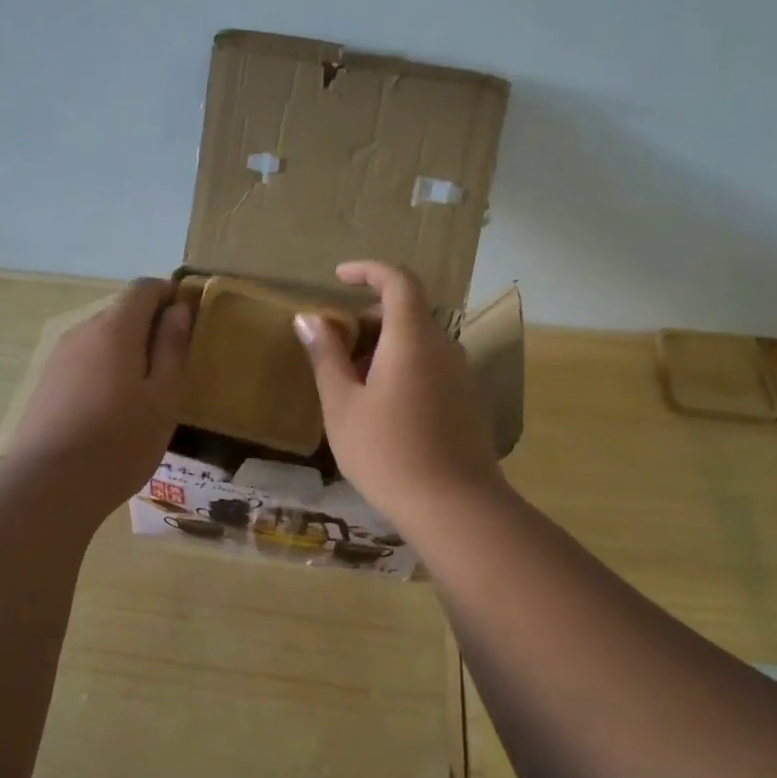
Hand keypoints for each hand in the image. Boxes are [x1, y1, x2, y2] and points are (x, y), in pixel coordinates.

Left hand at [3, 278, 189, 514]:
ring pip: (102, 339)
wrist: (49, 485)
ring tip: (143, 396)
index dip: (169, 296)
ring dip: (126, 353)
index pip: (144, 287)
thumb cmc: (120, 442)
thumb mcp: (163, 397)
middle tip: (172, 369)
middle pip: (121, 312)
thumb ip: (171, 348)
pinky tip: (112, 411)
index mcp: (114, 328)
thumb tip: (178, 309)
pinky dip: (104, 372)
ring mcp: (59, 357)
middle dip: (149, 328)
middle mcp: (82, 331)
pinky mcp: (46, 383)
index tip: (188, 323)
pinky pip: (84, 362)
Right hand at [294, 261, 503, 523]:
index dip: (368, 271)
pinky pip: (432, 367)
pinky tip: (384, 411)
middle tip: (337, 348)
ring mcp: (461, 376)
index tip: (339, 277)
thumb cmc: (386, 452)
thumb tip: (308, 318)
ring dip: (385, 348)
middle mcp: (445, 347)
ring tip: (354, 386)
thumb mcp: (342, 405)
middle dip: (370, 319)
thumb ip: (326, 356)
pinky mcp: (468, 402)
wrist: (454, 506)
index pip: (398, 281)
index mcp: (413, 338)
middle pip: (408, 313)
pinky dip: (404, 369)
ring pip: (420, 343)